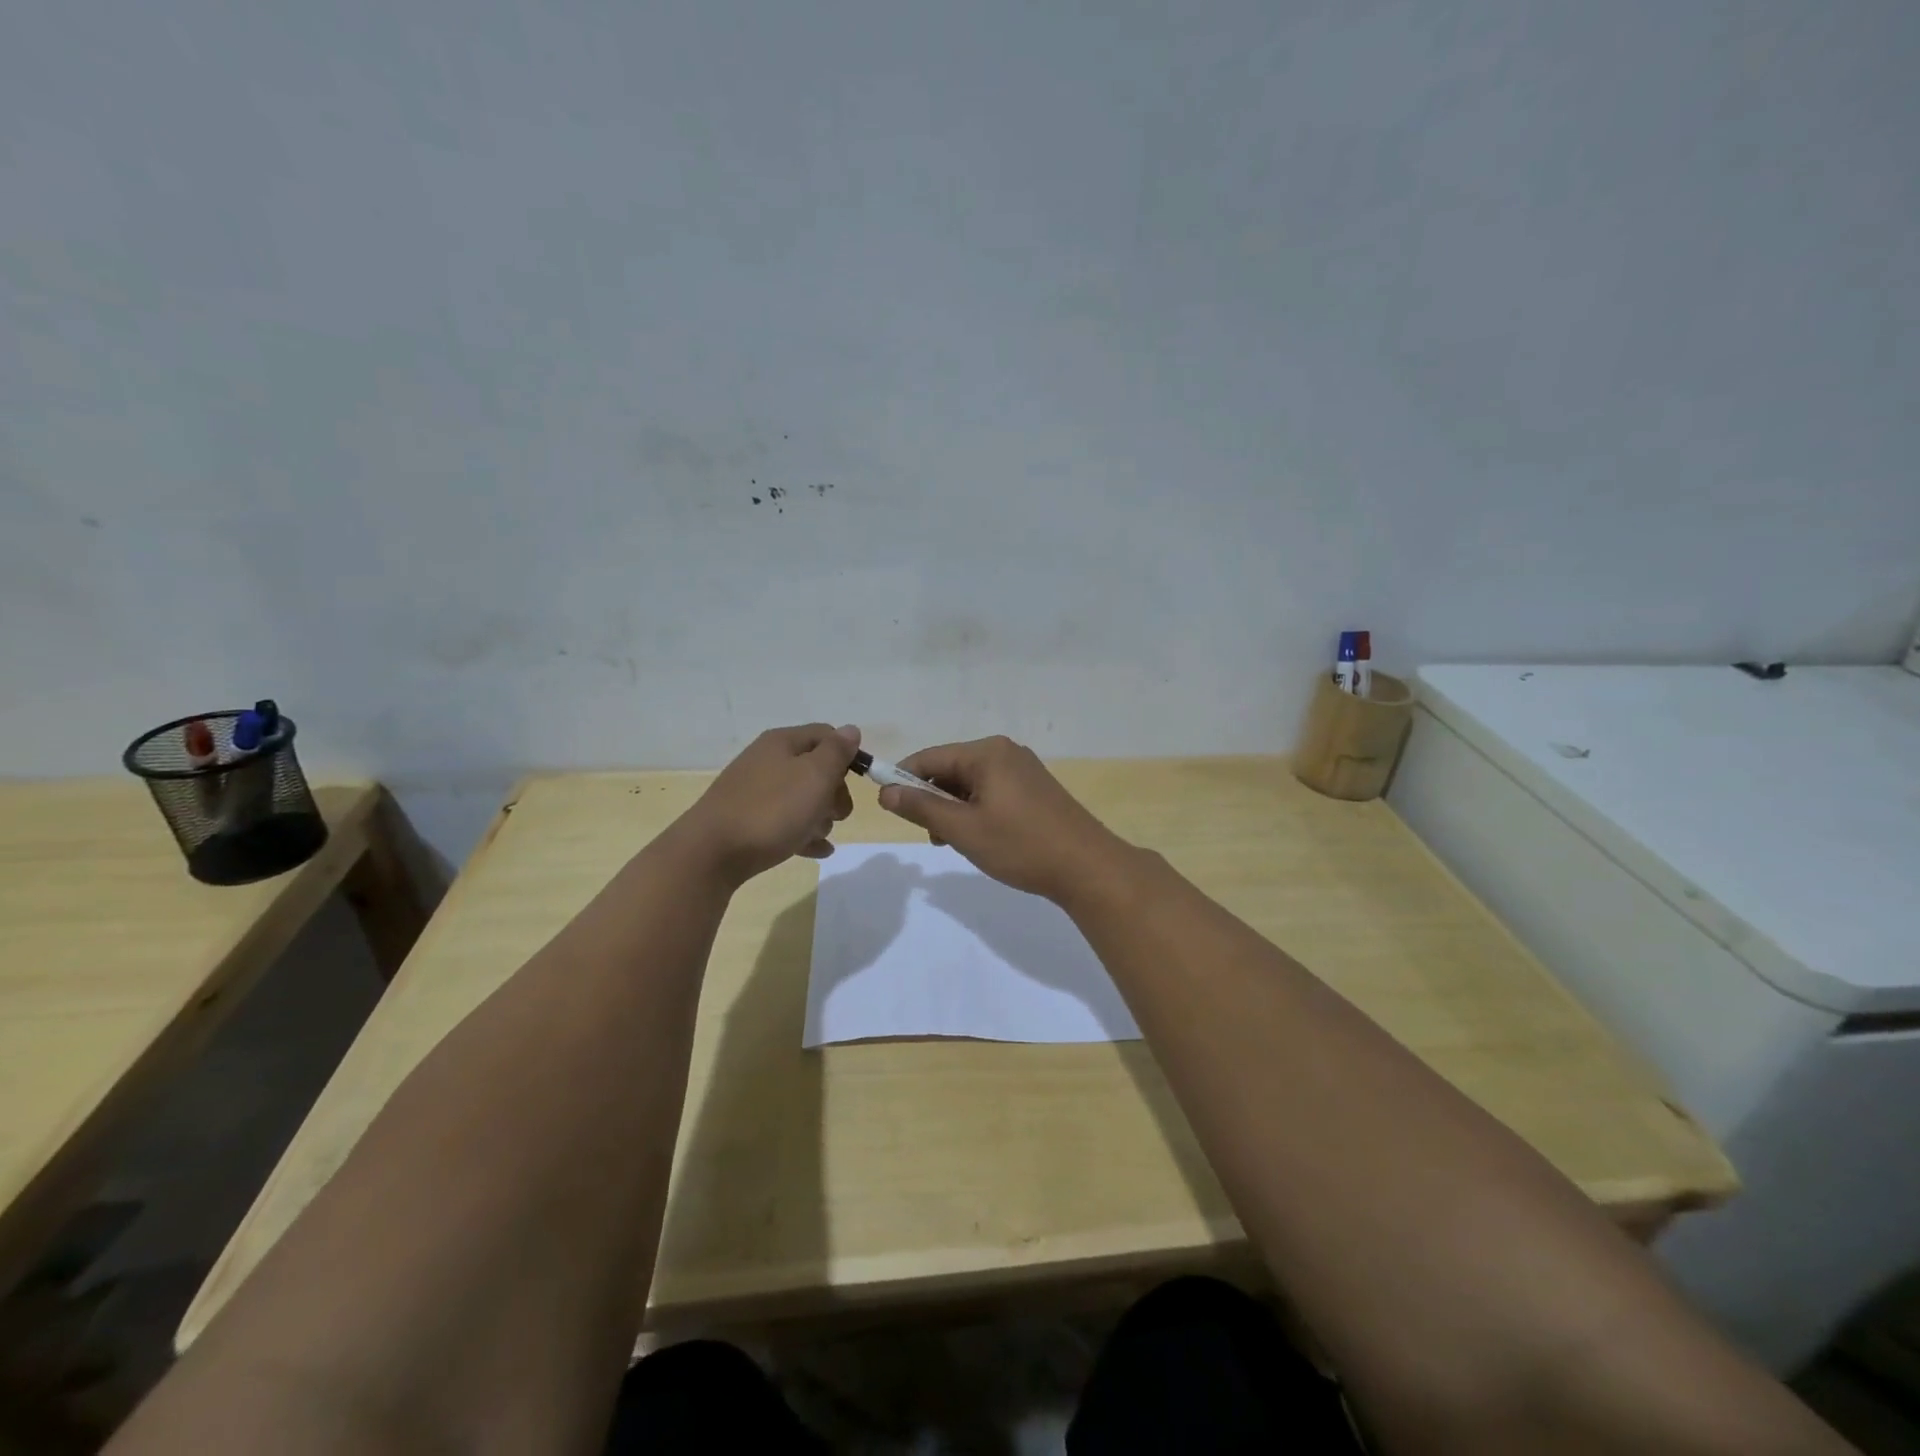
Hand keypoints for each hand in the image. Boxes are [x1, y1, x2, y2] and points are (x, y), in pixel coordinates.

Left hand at [676, 724, 859, 886]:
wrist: (712, 853)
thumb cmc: (772, 810)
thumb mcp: (814, 776)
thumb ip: (836, 752)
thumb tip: (850, 730)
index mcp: (782, 743)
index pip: (826, 734)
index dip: (847, 755)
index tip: (860, 783)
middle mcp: (766, 761)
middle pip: (814, 769)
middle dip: (835, 791)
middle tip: (839, 814)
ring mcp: (754, 792)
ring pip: (801, 798)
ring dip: (820, 816)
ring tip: (821, 836)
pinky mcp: (747, 821)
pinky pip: (785, 823)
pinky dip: (803, 834)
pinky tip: (817, 850)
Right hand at [877, 735, 1133, 902]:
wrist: (1087, 867)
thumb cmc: (1021, 846)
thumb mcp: (963, 829)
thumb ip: (922, 808)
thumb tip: (885, 791)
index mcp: (986, 753)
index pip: (929, 757)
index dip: (903, 779)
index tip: (888, 808)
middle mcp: (1005, 752)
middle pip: (950, 769)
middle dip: (934, 800)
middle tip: (935, 837)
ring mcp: (1023, 769)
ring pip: (970, 784)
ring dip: (955, 810)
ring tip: (960, 843)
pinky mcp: (1035, 789)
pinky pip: (992, 792)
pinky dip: (977, 812)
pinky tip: (983, 839)